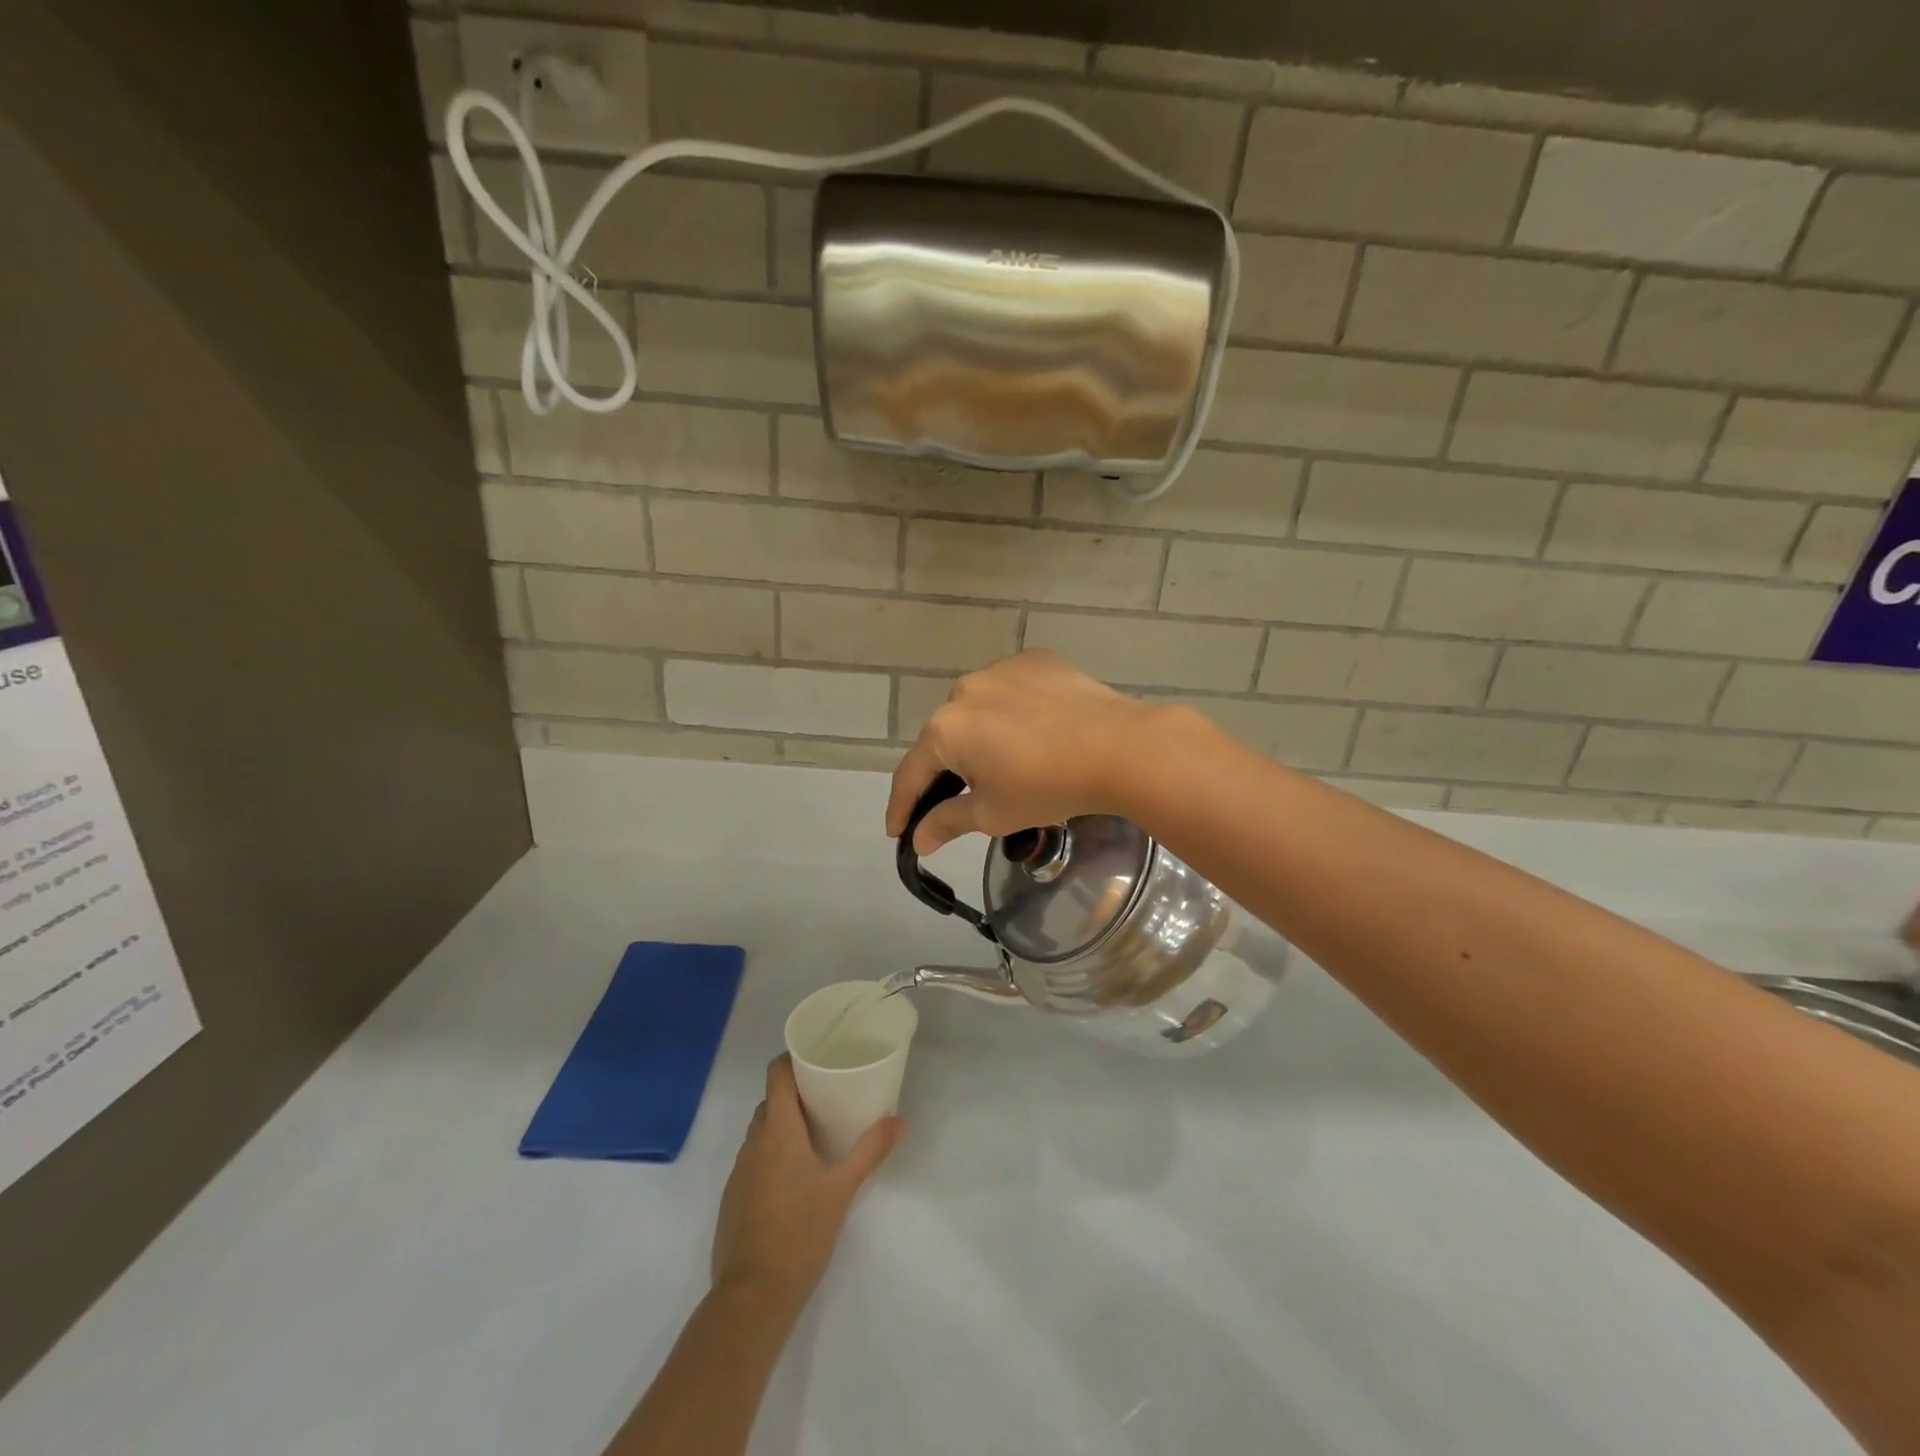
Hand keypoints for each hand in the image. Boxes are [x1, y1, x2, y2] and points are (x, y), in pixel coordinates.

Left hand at [711, 1056, 904, 1306]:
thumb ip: (870, 1151)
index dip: (791, 1058)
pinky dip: (772, 1155)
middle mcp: (753, 1143)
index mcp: (777, 1130)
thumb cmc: (800, 1232)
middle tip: (827, 1093)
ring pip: (761, 1133)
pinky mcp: (733, 1200)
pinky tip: (795, 1176)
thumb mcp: (843, 1189)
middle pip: (770, 1102)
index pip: (776, 1075)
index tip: (815, 1054)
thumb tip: (900, 1120)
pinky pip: (754, 1161)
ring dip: (784, 1125)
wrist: (752, 1297)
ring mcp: (739, 1173)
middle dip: (795, 1093)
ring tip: (816, 1132)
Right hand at [886, 650, 1166, 853]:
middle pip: (945, 737)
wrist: (1119, 747)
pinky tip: (1036, 729)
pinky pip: (1012, 690)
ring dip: (982, 735)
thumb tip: (919, 840)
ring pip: (979, 709)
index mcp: (945, 729)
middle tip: (962, 797)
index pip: (912, 773)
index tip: (897, 831)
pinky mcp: (1035, 661)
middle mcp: (963, 690)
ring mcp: (1001, 669)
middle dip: (948, 769)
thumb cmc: (1047, 787)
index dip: (902, 807)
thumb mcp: (993, 814)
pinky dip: (1014, 711)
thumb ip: (947, 822)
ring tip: (1008, 760)